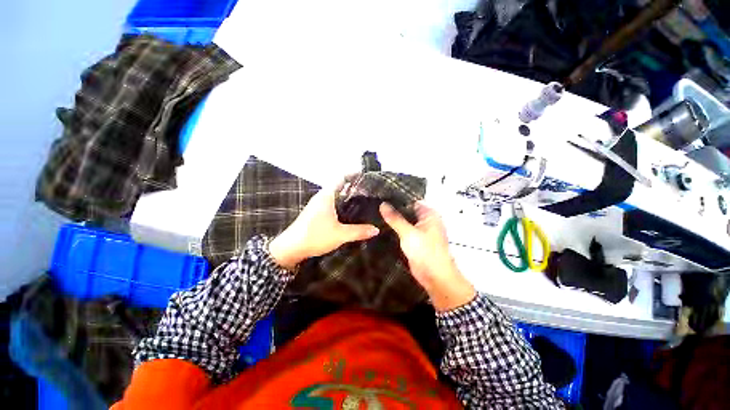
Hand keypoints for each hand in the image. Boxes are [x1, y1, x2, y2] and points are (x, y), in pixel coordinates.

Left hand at [269, 184, 379, 269]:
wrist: (290, 248)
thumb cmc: (315, 236)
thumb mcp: (340, 235)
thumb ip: (359, 231)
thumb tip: (376, 230)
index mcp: (327, 195)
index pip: (341, 177)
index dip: (354, 174)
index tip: (367, 176)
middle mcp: (322, 197)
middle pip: (340, 186)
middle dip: (354, 186)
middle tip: (370, 191)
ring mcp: (318, 205)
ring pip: (336, 195)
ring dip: (348, 196)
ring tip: (364, 201)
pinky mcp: (316, 213)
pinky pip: (333, 203)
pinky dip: (342, 204)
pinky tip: (351, 213)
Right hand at [380, 202, 475, 311]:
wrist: (434, 276)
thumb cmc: (425, 251)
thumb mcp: (408, 232)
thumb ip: (395, 218)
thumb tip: (383, 204)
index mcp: (429, 214)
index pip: (412, 201)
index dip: (398, 199)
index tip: (382, 196)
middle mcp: (426, 220)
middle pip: (408, 211)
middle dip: (394, 209)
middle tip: (376, 205)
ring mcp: (421, 231)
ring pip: (405, 222)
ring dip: (394, 220)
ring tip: (376, 214)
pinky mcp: (415, 241)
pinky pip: (404, 231)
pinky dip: (396, 230)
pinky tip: (382, 227)